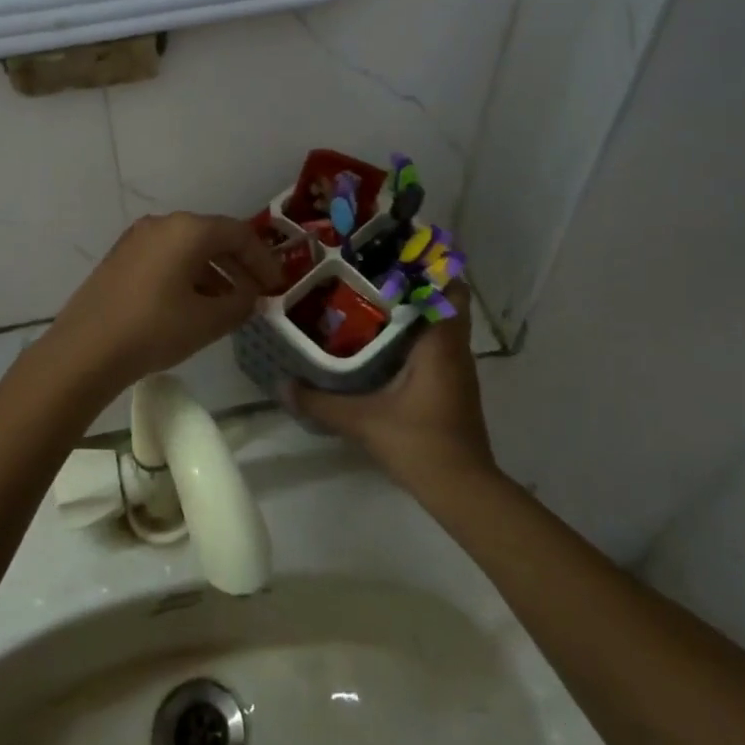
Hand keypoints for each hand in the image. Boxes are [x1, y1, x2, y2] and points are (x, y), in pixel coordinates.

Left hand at [37, 213, 281, 403]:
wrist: (85, 350)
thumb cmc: (155, 329)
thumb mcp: (208, 321)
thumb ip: (240, 305)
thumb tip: (251, 297)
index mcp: (188, 229)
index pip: (239, 234)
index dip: (263, 260)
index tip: (277, 286)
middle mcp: (162, 224)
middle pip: (212, 237)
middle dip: (239, 265)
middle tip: (257, 293)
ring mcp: (137, 239)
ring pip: (187, 248)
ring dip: (214, 272)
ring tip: (229, 304)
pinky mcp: (121, 258)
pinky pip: (166, 258)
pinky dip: (187, 275)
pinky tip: (194, 304)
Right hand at [290, 287, 497, 493]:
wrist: (462, 490)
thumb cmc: (419, 442)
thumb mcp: (363, 420)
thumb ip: (321, 402)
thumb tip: (282, 385)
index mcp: (440, 344)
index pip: (449, 289)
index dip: (429, 268)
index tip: (395, 255)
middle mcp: (455, 350)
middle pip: (445, 303)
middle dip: (415, 286)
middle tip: (374, 275)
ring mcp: (458, 370)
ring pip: (441, 326)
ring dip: (416, 312)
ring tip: (372, 302)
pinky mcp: (453, 388)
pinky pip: (437, 346)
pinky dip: (416, 337)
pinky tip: (384, 345)